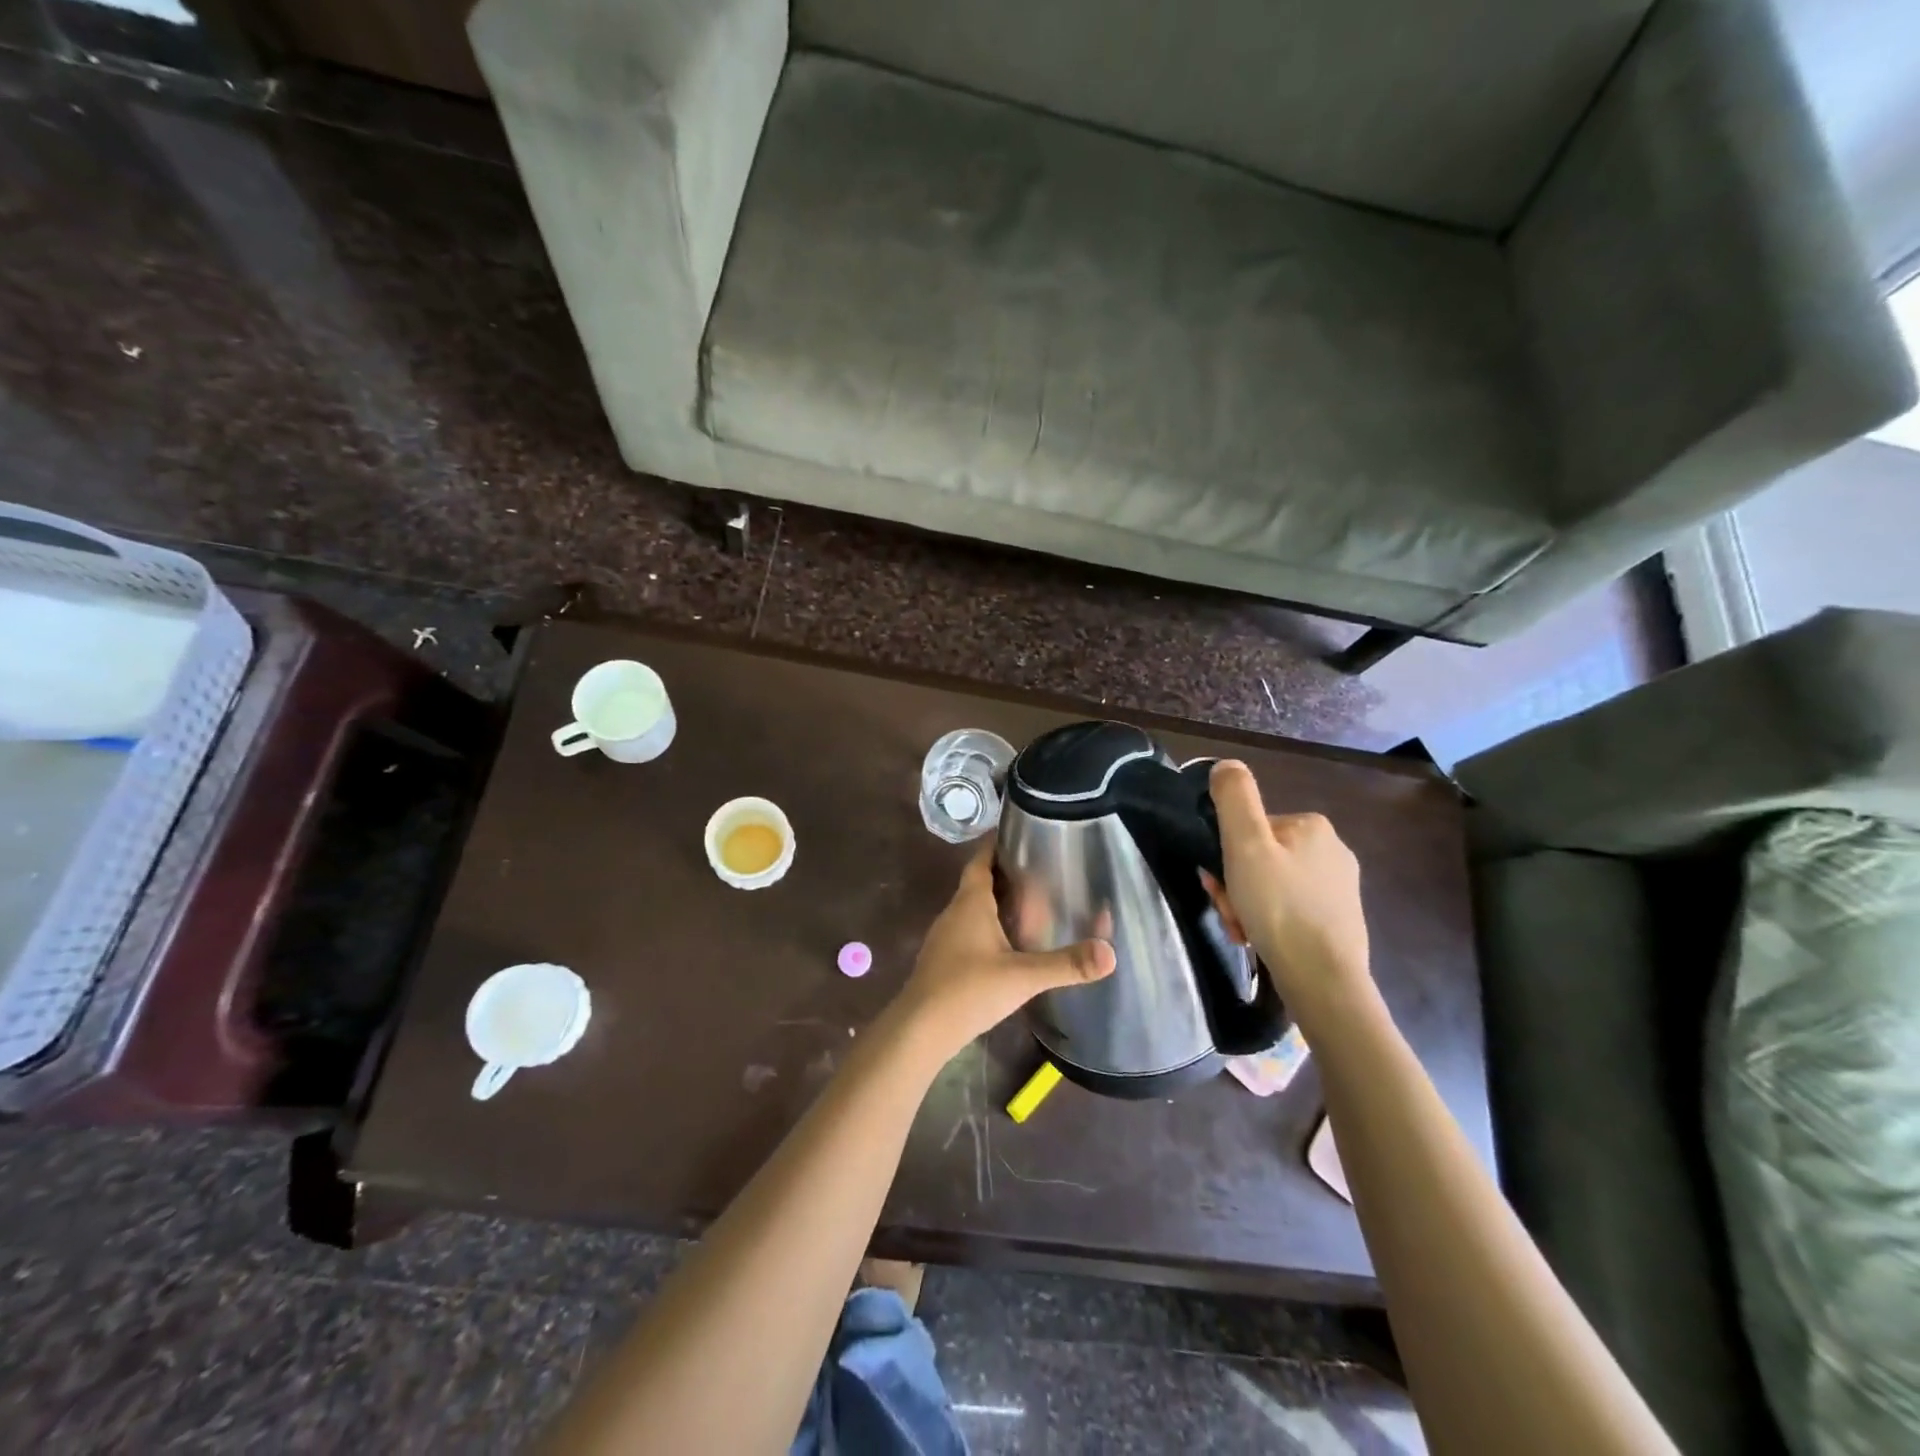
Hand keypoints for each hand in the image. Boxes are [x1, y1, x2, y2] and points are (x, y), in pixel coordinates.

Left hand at [895, 846, 1114, 1060]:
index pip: (981, 860)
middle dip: (1004, 873)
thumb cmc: (968, 990)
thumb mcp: (1023, 977)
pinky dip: (987, 926)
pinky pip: (968, 930)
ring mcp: (944, 937)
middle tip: (1039, 870)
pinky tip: (1007, 942)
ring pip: (972, 908)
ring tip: (1029, 903)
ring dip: (995, 901)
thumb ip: (1066, 964)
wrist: (920, 1030)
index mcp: (970, 903)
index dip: (996, 844)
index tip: (1019, 834)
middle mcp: (954, 912)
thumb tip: (1110, 953)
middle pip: (978, 882)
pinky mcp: (943, 960)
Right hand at [1202, 760, 1372, 1016]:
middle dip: (1236, 885)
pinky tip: (1261, 941)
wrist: (1323, 979)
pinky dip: (1269, 922)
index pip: (1250, 830)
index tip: (1218, 884)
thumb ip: (1234, 798)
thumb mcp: (1245, 844)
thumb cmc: (1279, 907)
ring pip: (1272, 886)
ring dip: (1247, 906)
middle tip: (1230, 913)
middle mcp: (1332, 850)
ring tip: (1243, 931)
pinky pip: (1290, 910)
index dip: (1225, 856)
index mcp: (1311, 825)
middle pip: (1260, 859)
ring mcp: (1339, 888)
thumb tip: (1226, 765)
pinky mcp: (1339, 920)